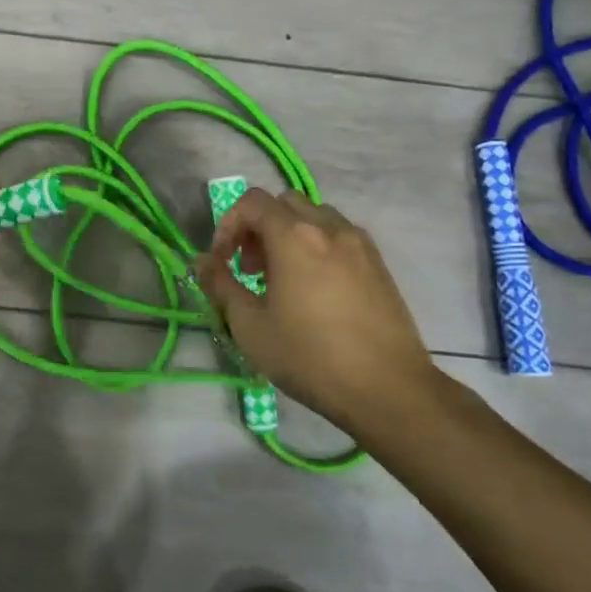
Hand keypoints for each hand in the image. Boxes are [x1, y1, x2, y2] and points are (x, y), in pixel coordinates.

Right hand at [194, 189, 442, 432]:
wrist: (388, 389)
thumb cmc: (310, 357)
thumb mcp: (250, 327)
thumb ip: (221, 286)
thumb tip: (202, 261)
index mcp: (295, 237)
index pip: (252, 202)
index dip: (229, 225)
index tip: (223, 262)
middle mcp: (330, 228)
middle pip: (285, 203)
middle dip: (259, 227)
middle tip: (250, 269)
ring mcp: (360, 244)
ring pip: (315, 217)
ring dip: (289, 235)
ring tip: (282, 280)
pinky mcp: (379, 265)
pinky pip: (339, 237)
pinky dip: (317, 247)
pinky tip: (315, 291)